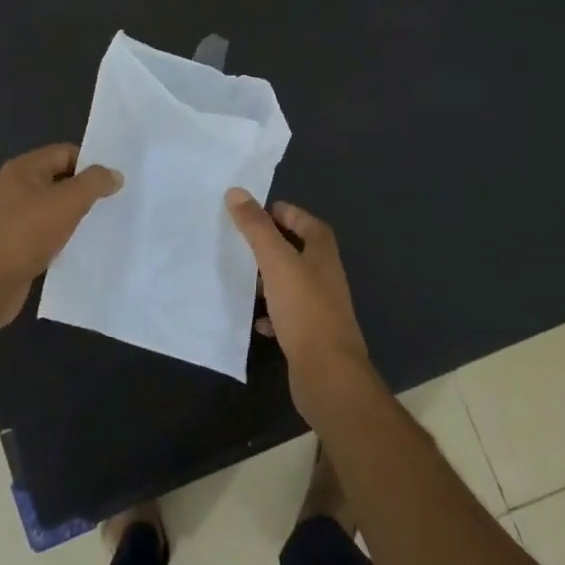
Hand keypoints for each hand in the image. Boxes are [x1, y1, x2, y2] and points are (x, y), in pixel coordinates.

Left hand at [0, 144, 122, 331]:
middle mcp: (16, 189)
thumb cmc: (24, 235)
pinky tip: (81, 250)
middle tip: (117, 204)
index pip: (65, 153)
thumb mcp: (66, 203)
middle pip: (60, 180)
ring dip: (76, 217)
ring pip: (54, 210)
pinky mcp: (15, 246)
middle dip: (86, 191)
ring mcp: (13, 218)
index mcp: (23, 169)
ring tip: (104, 227)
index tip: (116, 183)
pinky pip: (46, 234)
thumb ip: (93, 183)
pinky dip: (64, 239)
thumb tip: (114, 174)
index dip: (91, 164)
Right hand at [224, 189, 380, 423]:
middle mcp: (326, 279)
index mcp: (323, 256)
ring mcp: (320, 310)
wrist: (326, 373)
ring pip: (293, 285)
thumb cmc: (304, 309)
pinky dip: (271, 314)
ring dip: (271, 280)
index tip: (260, 210)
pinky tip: (254, 319)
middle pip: (301, 253)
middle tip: (244, 241)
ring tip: (243, 276)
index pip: (309, 224)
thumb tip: (237, 192)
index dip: (288, 214)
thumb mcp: (276, 262)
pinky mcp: (310, 337)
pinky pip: (288, 318)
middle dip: (275, 245)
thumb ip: (257, 228)